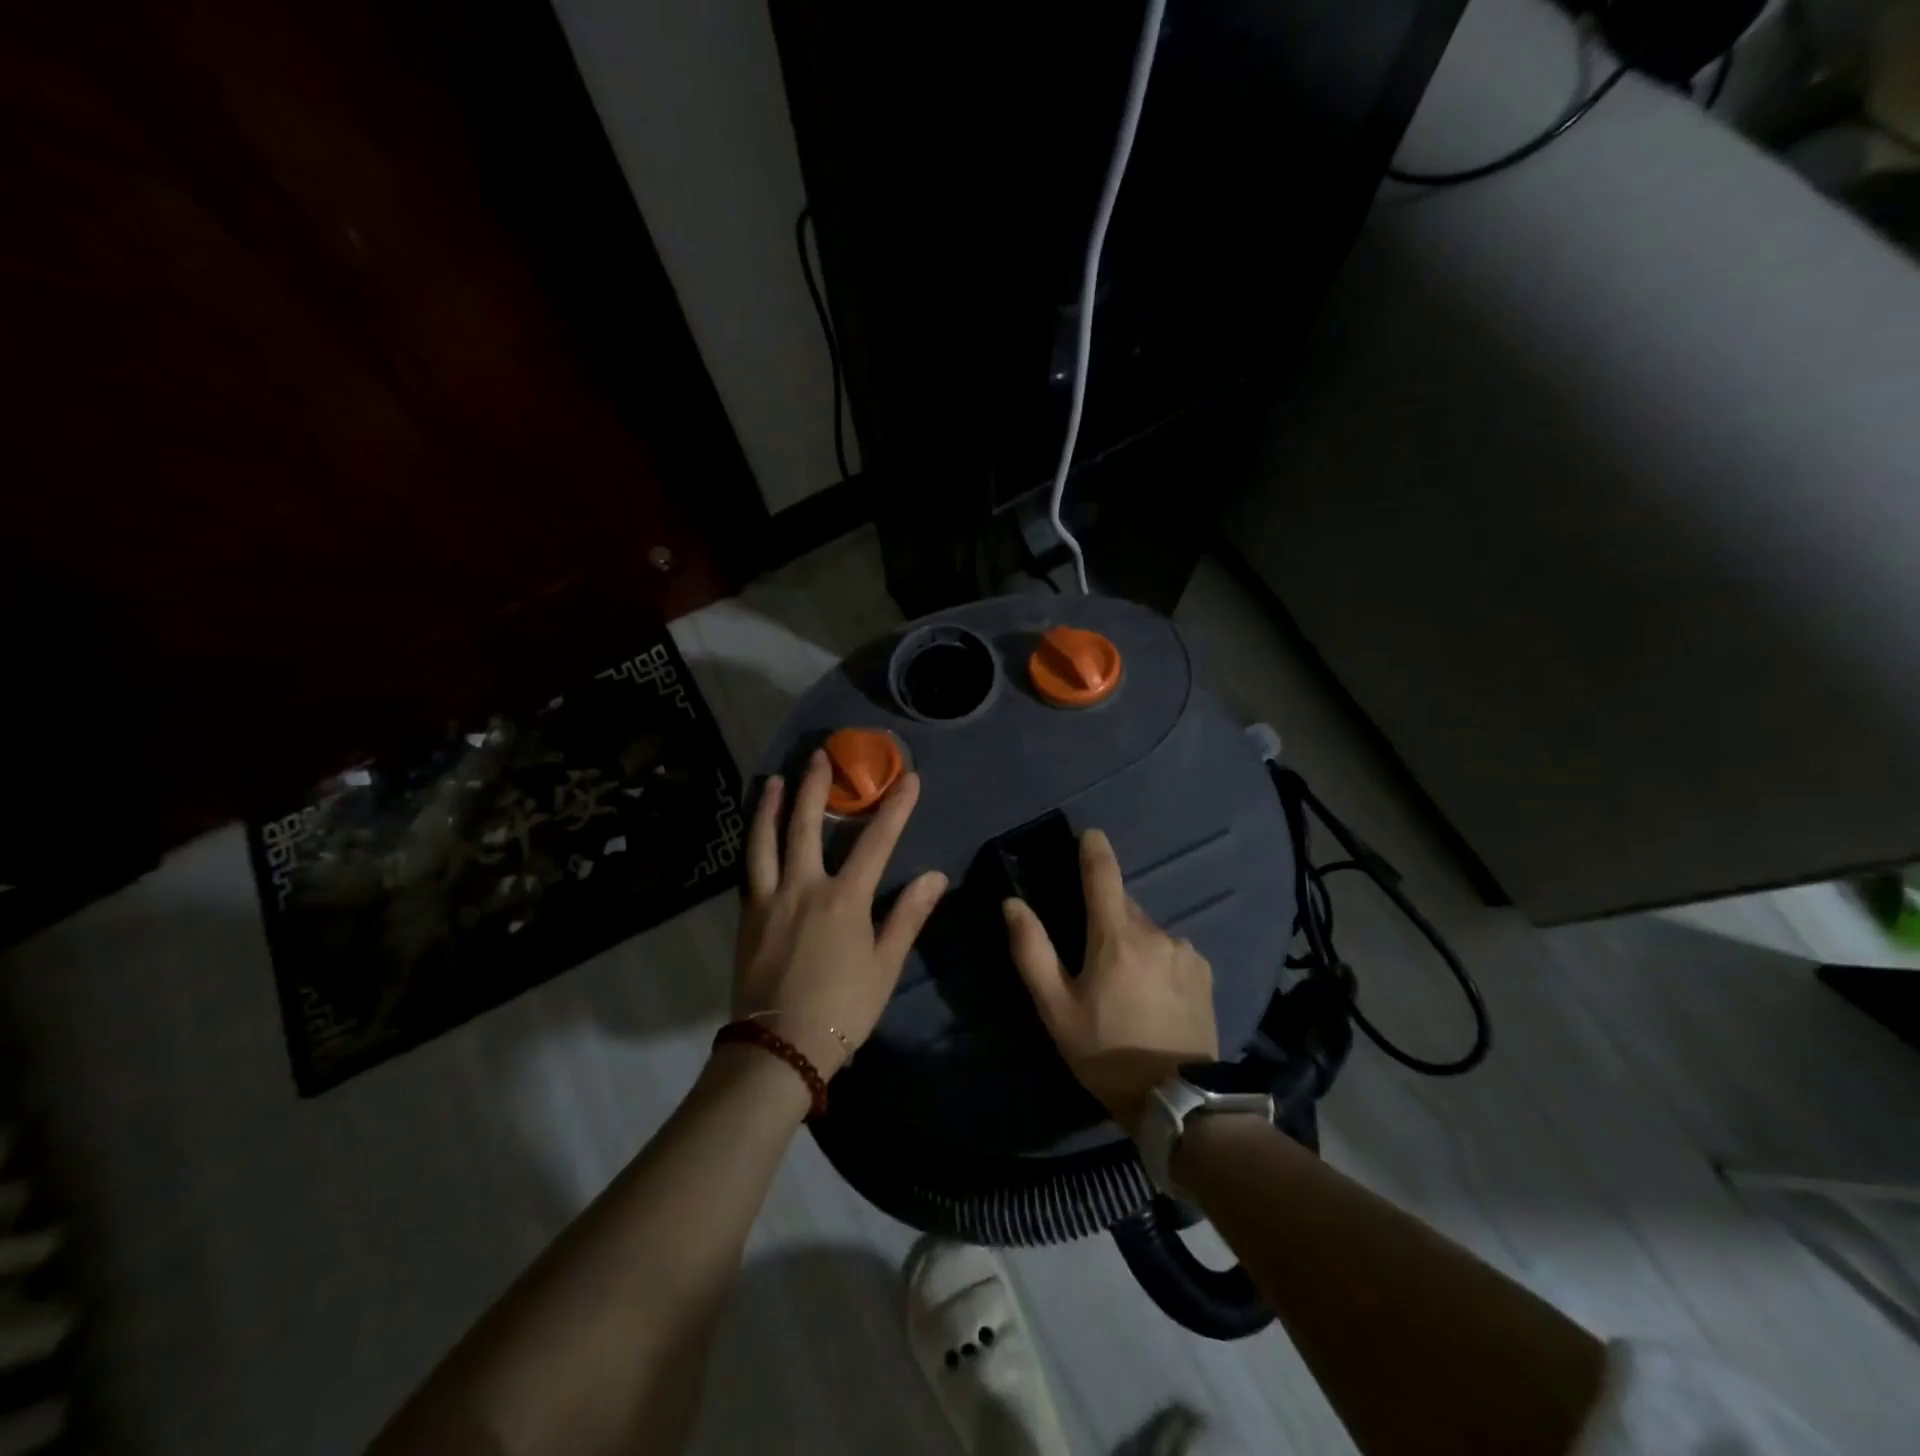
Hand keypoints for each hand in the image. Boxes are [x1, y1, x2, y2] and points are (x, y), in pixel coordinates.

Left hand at [734, 748, 947, 1077]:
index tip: (908, 778)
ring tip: (775, 780)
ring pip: (766, 841)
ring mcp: (769, 900)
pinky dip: (754, 844)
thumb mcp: (885, 965)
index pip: (876, 841)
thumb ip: (908, 916)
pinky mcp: (747, 917)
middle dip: (816, 787)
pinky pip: (749, 870)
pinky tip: (756, 835)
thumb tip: (935, 876)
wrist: (779, 1048)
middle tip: (820, 756)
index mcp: (844, 899)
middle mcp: (803, 887)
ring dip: (771, 806)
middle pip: (807, 826)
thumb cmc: (842, 1009)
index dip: (895, 807)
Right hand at [1004, 829, 1217, 1135]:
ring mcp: (1185, 952)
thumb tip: (1013, 904)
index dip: (1094, 850)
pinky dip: (1158, 961)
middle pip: (1124, 908)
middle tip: (1093, 958)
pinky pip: (1171, 952)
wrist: (1176, 1101)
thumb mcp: (1056, 1008)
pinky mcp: (1204, 973)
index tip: (1090, 834)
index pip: (1104, 875)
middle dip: (1107, 919)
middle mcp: (1155, 933)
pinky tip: (1153, 997)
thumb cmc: (1105, 1052)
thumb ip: (1032, 951)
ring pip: (1148, 932)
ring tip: (1125, 988)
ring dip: (1133, 944)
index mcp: (1116, 937)